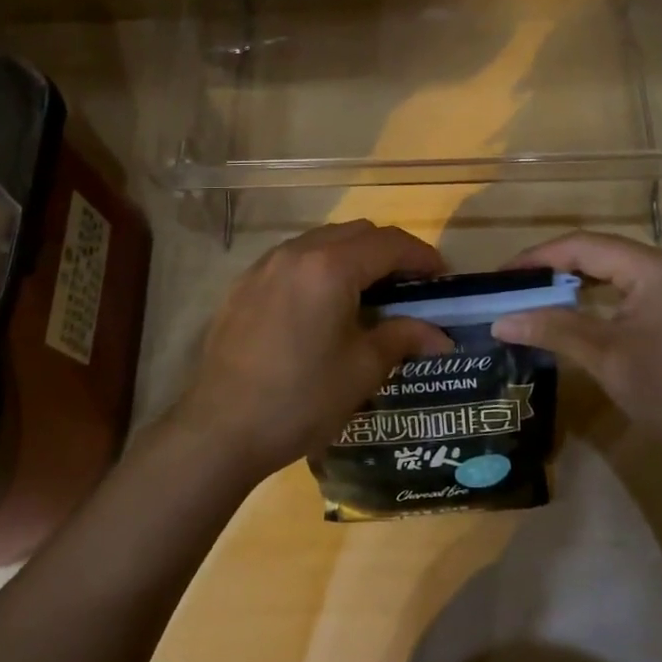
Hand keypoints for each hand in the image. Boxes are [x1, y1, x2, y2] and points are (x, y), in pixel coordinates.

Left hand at [169, 221, 453, 485]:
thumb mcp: (362, 369)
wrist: (220, 428)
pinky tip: (323, 306)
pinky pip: (294, 259)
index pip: (389, 243)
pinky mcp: (244, 284)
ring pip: (322, 241)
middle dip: (389, 252)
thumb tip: (440, 337)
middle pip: (356, 232)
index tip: (441, 278)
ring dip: (353, 256)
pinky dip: (320, 268)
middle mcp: (297, 252)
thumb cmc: (301, 398)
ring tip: (368, 295)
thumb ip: (403, 338)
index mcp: (330, 266)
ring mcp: (265, 265)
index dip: (421, 256)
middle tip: (409, 287)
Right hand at [491, 231, 661, 474]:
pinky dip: (595, 301)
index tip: (499, 277)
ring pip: (612, 274)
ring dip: (572, 285)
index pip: (583, 246)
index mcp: (654, 267)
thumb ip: (553, 329)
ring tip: (530, 299)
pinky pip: (627, 293)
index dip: (537, 258)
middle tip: (510, 289)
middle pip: (598, 254)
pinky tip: (570, 316)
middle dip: (552, 269)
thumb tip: (500, 321)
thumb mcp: (607, 358)